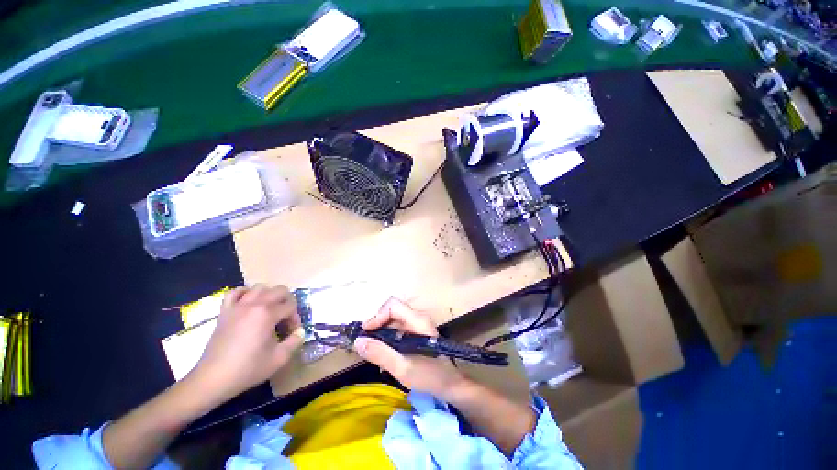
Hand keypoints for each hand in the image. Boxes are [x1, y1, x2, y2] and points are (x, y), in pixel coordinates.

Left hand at [192, 285, 302, 401]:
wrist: (213, 379)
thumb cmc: (247, 369)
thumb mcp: (279, 358)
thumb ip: (295, 341)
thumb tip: (300, 331)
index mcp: (268, 314)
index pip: (291, 306)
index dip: (295, 318)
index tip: (292, 332)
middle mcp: (254, 304)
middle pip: (279, 290)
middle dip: (288, 302)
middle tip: (285, 318)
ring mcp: (237, 306)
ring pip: (259, 287)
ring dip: (269, 295)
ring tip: (270, 310)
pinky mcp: (225, 311)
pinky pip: (235, 292)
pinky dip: (245, 293)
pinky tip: (249, 303)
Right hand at [354, 298, 468, 399]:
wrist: (451, 385)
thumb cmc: (430, 376)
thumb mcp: (402, 368)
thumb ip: (380, 354)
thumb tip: (358, 341)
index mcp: (417, 321)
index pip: (393, 306)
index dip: (377, 316)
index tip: (365, 333)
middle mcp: (417, 318)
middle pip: (392, 311)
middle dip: (377, 325)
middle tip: (366, 343)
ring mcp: (417, 325)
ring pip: (393, 320)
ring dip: (381, 332)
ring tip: (373, 351)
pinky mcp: (416, 333)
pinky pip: (397, 328)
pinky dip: (387, 338)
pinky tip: (384, 354)